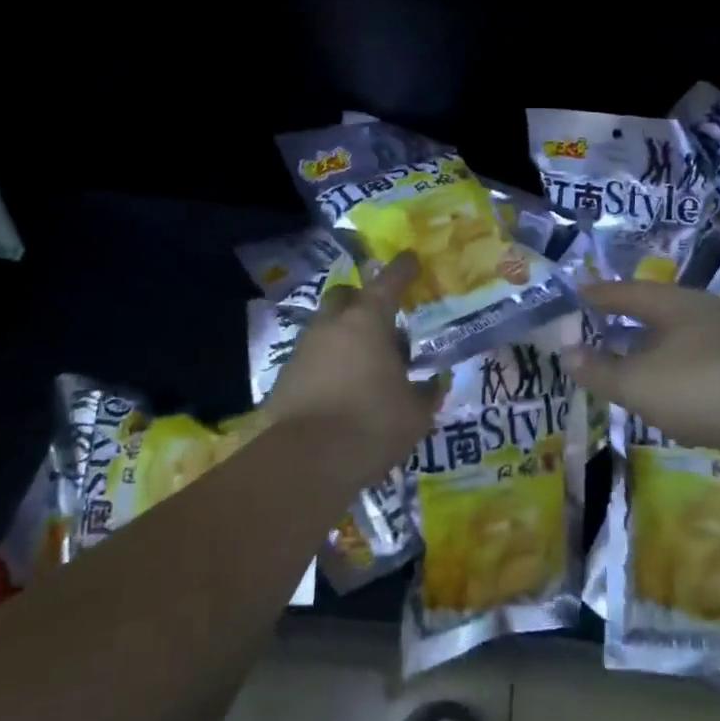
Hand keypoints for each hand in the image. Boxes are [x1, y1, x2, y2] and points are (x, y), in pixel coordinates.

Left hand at [264, 253, 437, 484]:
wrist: (307, 461)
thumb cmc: (372, 425)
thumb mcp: (415, 414)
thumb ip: (426, 393)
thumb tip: (433, 384)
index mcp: (368, 321)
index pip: (389, 282)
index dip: (403, 269)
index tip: (411, 259)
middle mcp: (332, 325)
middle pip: (345, 296)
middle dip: (362, 301)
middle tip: (383, 325)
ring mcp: (304, 348)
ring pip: (325, 327)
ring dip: (344, 336)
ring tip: (364, 365)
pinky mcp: (285, 376)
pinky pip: (311, 358)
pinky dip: (327, 364)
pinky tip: (340, 390)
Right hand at [562, 281, 719, 458]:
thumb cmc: (701, 387)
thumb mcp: (638, 383)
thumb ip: (599, 370)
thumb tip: (565, 353)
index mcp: (675, 304)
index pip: (626, 292)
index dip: (598, 295)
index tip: (575, 295)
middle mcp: (705, 312)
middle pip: (657, 310)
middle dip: (628, 319)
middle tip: (599, 325)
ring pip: (681, 336)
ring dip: (654, 346)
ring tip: (632, 358)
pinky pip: (701, 359)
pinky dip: (677, 368)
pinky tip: (674, 388)